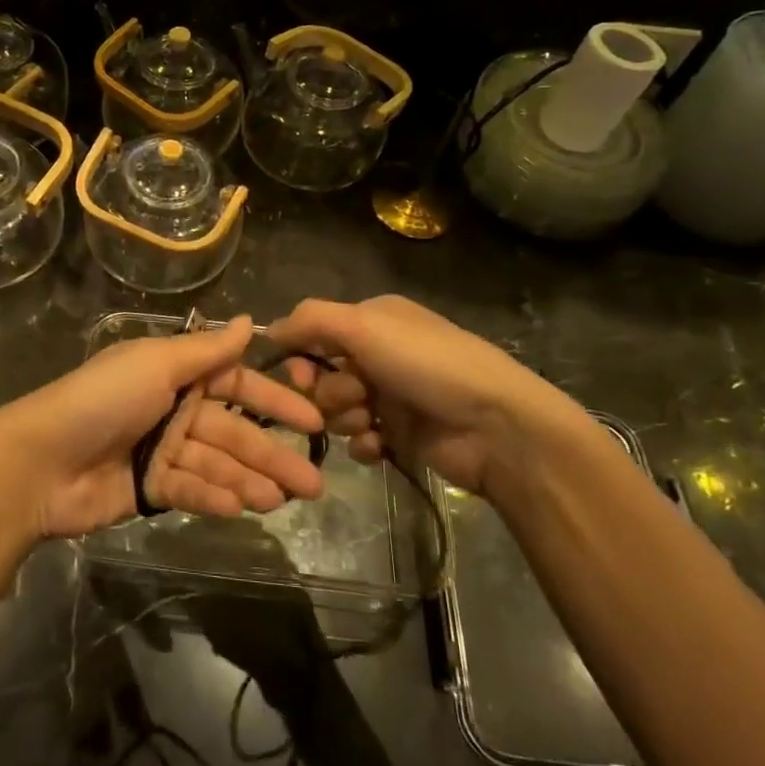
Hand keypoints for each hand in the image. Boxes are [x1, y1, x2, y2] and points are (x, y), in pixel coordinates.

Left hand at [0, 316, 326, 538]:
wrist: (39, 461)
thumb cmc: (101, 400)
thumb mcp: (156, 364)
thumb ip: (207, 350)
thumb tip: (252, 320)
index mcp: (174, 372)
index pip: (236, 384)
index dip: (275, 401)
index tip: (314, 421)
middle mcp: (172, 407)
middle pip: (232, 431)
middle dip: (272, 455)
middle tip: (313, 484)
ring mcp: (160, 449)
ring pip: (216, 464)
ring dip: (249, 481)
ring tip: (282, 500)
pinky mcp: (147, 488)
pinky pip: (188, 489)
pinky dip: (213, 497)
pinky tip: (240, 508)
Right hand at [268, 295, 608, 496]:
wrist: (495, 426)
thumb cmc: (426, 364)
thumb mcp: (363, 325)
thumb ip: (310, 320)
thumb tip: (269, 329)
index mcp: (373, 320)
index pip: (315, 332)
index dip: (300, 355)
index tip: (299, 374)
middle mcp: (379, 353)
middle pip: (322, 374)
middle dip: (327, 390)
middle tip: (350, 399)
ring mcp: (391, 395)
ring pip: (338, 408)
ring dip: (345, 417)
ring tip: (371, 423)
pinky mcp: (401, 434)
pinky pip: (359, 439)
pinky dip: (363, 443)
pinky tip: (378, 446)